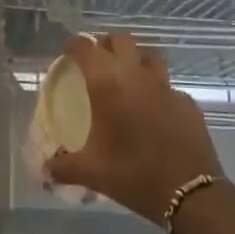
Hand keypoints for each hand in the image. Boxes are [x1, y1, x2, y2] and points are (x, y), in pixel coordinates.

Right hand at [46, 33, 222, 222]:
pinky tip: (154, 110)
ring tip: (127, 78)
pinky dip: (157, 90)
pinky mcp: (187, 102)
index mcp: (108, 84)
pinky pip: (168, 86)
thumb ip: (64, 167)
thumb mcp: (92, 173)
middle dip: (106, 45)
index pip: (86, 48)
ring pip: (149, 56)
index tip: (67, 51)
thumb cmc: (133, 174)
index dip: (74, 45)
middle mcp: (136, 75)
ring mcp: (166, 86)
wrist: (190, 193)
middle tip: (97, 62)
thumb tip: (44, 171)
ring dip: (135, 60)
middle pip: (121, 40)